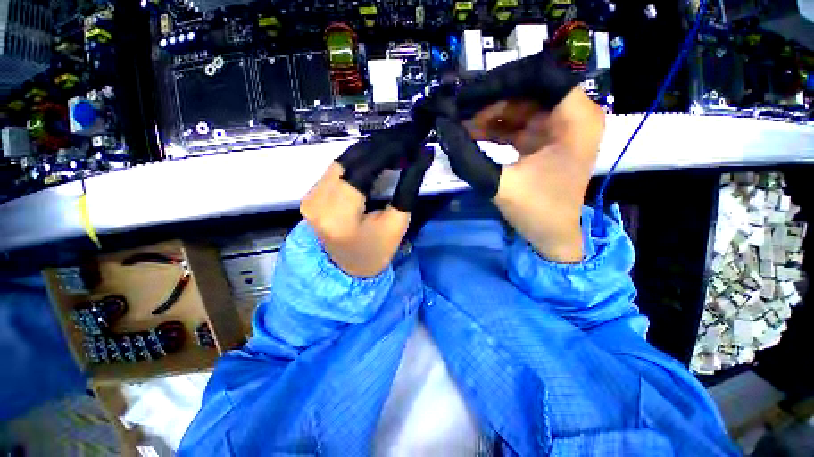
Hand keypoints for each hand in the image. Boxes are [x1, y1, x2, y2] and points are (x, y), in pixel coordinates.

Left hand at [300, 123, 433, 276]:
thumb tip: (422, 155)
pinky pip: (338, 166)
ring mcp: (310, 196)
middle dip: (382, 144)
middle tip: (407, 137)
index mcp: (339, 217)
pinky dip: (360, 158)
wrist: (347, 269)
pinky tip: (378, 156)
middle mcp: (317, 202)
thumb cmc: (376, 252)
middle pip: (351, 158)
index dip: (389, 150)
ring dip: (372, 148)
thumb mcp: (397, 224)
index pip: (364, 169)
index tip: (412, 139)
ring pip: (344, 158)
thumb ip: (408, 188)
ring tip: (397, 144)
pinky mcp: (311, 193)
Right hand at [433, 52, 603, 262]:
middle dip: (489, 98)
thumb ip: (469, 155)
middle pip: (527, 88)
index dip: (501, 81)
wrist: (552, 236)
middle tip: (457, 108)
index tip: (467, 96)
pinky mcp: (544, 139)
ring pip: (518, 105)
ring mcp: (558, 126)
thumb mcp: (500, 184)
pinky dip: (493, 128)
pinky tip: (470, 132)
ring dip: (487, 114)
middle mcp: (572, 114)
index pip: (539, 75)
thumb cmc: (537, 212)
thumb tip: (443, 126)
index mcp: (576, 119)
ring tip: (458, 122)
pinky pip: (516, 123)